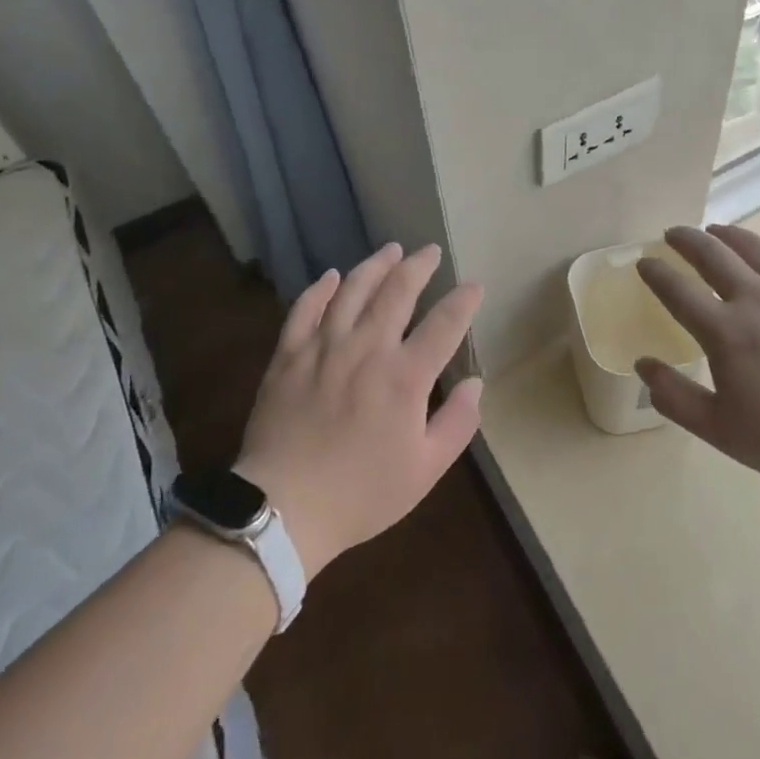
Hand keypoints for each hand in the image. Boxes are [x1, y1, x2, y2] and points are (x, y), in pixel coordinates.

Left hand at [235, 243, 482, 578]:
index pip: (444, 323)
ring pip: (352, 289)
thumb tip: (475, 383)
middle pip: (397, 291)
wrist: (284, 508)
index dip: (463, 301)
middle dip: (418, 266)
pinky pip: (305, 308)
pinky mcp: (289, 354)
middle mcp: (367, 348)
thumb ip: (457, 423)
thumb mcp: (425, 470)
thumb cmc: (362, 493)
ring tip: (390, 250)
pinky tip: (331, 276)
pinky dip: (320, 288)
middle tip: (429, 251)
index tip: (474, 286)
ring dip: (375, 265)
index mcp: (405, 376)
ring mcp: (324, 346)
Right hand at [634, 224, 759, 497]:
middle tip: (672, 234)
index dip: (656, 273)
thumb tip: (643, 363)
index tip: (643, 262)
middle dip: (686, 240)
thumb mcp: (722, 432)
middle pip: (713, 255)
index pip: (678, 291)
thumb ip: (675, 398)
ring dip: (728, 234)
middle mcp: (758, 299)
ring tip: (715, 229)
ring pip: (755, 247)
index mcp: (726, 332)